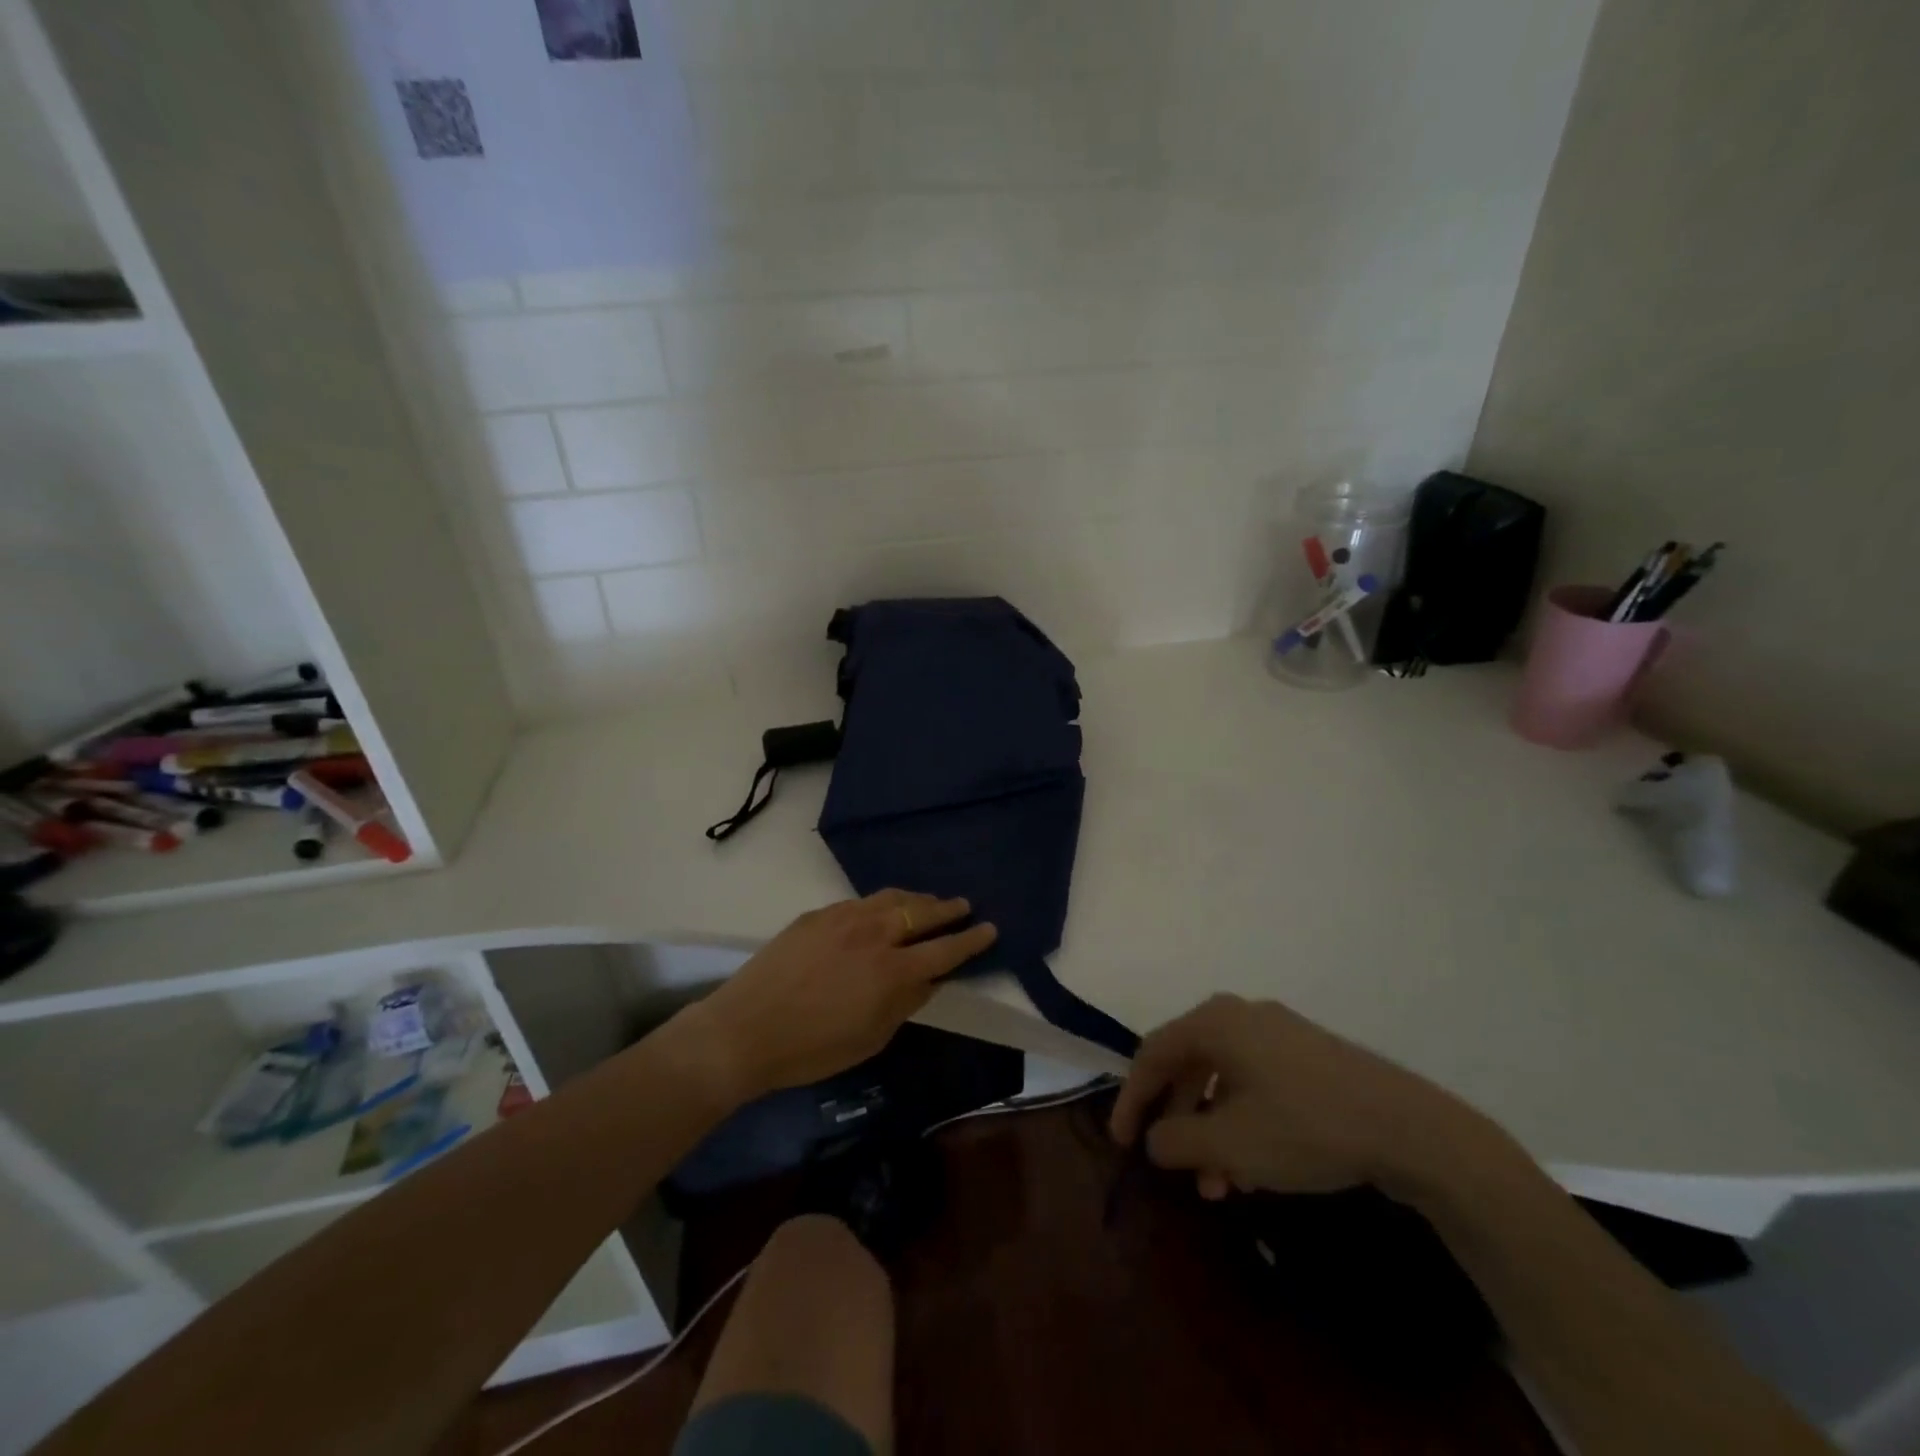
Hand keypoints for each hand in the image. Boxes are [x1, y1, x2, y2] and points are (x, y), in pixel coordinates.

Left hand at [675, 890, 997, 1104]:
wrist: (745, 1030)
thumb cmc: (812, 1049)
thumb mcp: (871, 1037)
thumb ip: (906, 1003)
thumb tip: (930, 979)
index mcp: (891, 971)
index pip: (944, 950)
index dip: (970, 940)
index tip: (989, 928)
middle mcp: (873, 935)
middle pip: (921, 913)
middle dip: (948, 909)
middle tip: (964, 906)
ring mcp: (843, 918)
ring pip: (891, 898)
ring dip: (916, 899)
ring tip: (928, 902)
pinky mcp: (817, 914)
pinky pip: (859, 902)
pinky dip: (880, 903)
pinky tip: (880, 909)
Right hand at [1110, 994, 1495, 1203]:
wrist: (1410, 1128)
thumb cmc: (1304, 1126)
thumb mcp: (1230, 1143)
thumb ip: (1178, 1140)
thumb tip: (1155, 1139)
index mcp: (1215, 1022)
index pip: (1153, 1054)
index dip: (1131, 1099)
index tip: (1122, 1143)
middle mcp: (1242, 1016)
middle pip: (1188, 1064)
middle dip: (1176, 1119)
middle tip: (1170, 1162)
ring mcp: (1280, 1033)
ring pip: (1224, 1078)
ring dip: (1210, 1128)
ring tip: (1217, 1182)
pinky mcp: (1310, 1056)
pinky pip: (1256, 1082)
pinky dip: (1241, 1121)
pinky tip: (1253, 1167)